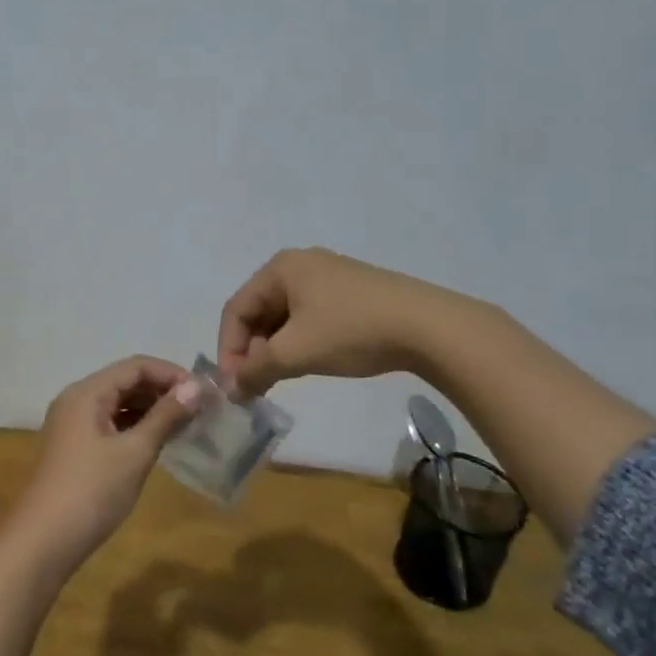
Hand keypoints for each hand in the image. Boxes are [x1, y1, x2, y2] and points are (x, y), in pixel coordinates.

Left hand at [9, 356, 201, 573]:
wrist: (44, 543)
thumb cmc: (92, 491)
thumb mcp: (135, 452)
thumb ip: (165, 416)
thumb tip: (196, 387)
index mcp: (87, 392)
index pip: (136, 366)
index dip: (172, 374)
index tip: (205, 393)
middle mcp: (76, 400)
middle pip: (126, 382)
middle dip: (163, 391)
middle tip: (201, 409)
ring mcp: (73, 425)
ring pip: (118, 404)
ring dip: (152, 409)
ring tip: (186, 424)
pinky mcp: (75, 448)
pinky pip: (111, 424)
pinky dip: (136, 427)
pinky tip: (159, 441)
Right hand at [217, 248, 445, 396]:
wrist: (427, 326)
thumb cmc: (351, 331)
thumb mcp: (296, 353)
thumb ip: (256, 370)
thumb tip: (232, 390)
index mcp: (280, 268)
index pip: (236, 309)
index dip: (228, 349)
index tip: (234, 386)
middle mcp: (300, 265)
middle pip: (258, 310)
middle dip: (252, 350)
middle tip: (256, 385)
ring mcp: (328, 276)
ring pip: (284, 316)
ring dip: (275, 349)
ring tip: (281, 378)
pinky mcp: (350, 292)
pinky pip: (308, 316)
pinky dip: (299, 341)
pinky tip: (309, 362)